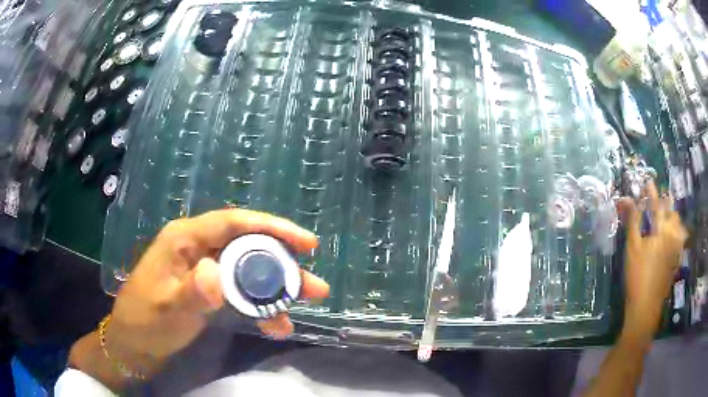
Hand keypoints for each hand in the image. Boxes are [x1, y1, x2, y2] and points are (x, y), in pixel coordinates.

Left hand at [69, 209, 328, 388]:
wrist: (133, 343)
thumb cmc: (145, 321)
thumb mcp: (167, 310)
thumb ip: (192, 292)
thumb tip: (217, 272)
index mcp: (185, 239)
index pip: (234, 223)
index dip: (272, 227)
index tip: (306, 243)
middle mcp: (198, 248)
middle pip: (247, 246)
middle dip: (283, 264)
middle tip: (314, 284)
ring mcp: (205, 269)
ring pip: (248, 269)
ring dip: (275, 287)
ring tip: (303, 304)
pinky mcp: (209, 288)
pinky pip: (240, 290)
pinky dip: (258, 305)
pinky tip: (275, 323)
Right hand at [618, 181, 687, 340]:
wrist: (646, 307)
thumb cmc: (637, 276)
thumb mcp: (632, 247)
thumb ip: (633, 220)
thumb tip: (627, 199)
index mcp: (662, 229)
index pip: (657, 203)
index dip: (651, 191)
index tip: (647, 182)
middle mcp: (673, 234)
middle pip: (671, 211)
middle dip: (664, 203)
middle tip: (656, 202)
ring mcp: (677, 247)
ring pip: (677, 223)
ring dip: (671, 216)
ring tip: (663, 217)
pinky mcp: (677, 258)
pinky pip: (679, 237)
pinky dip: (675, 231)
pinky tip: (670, 236)